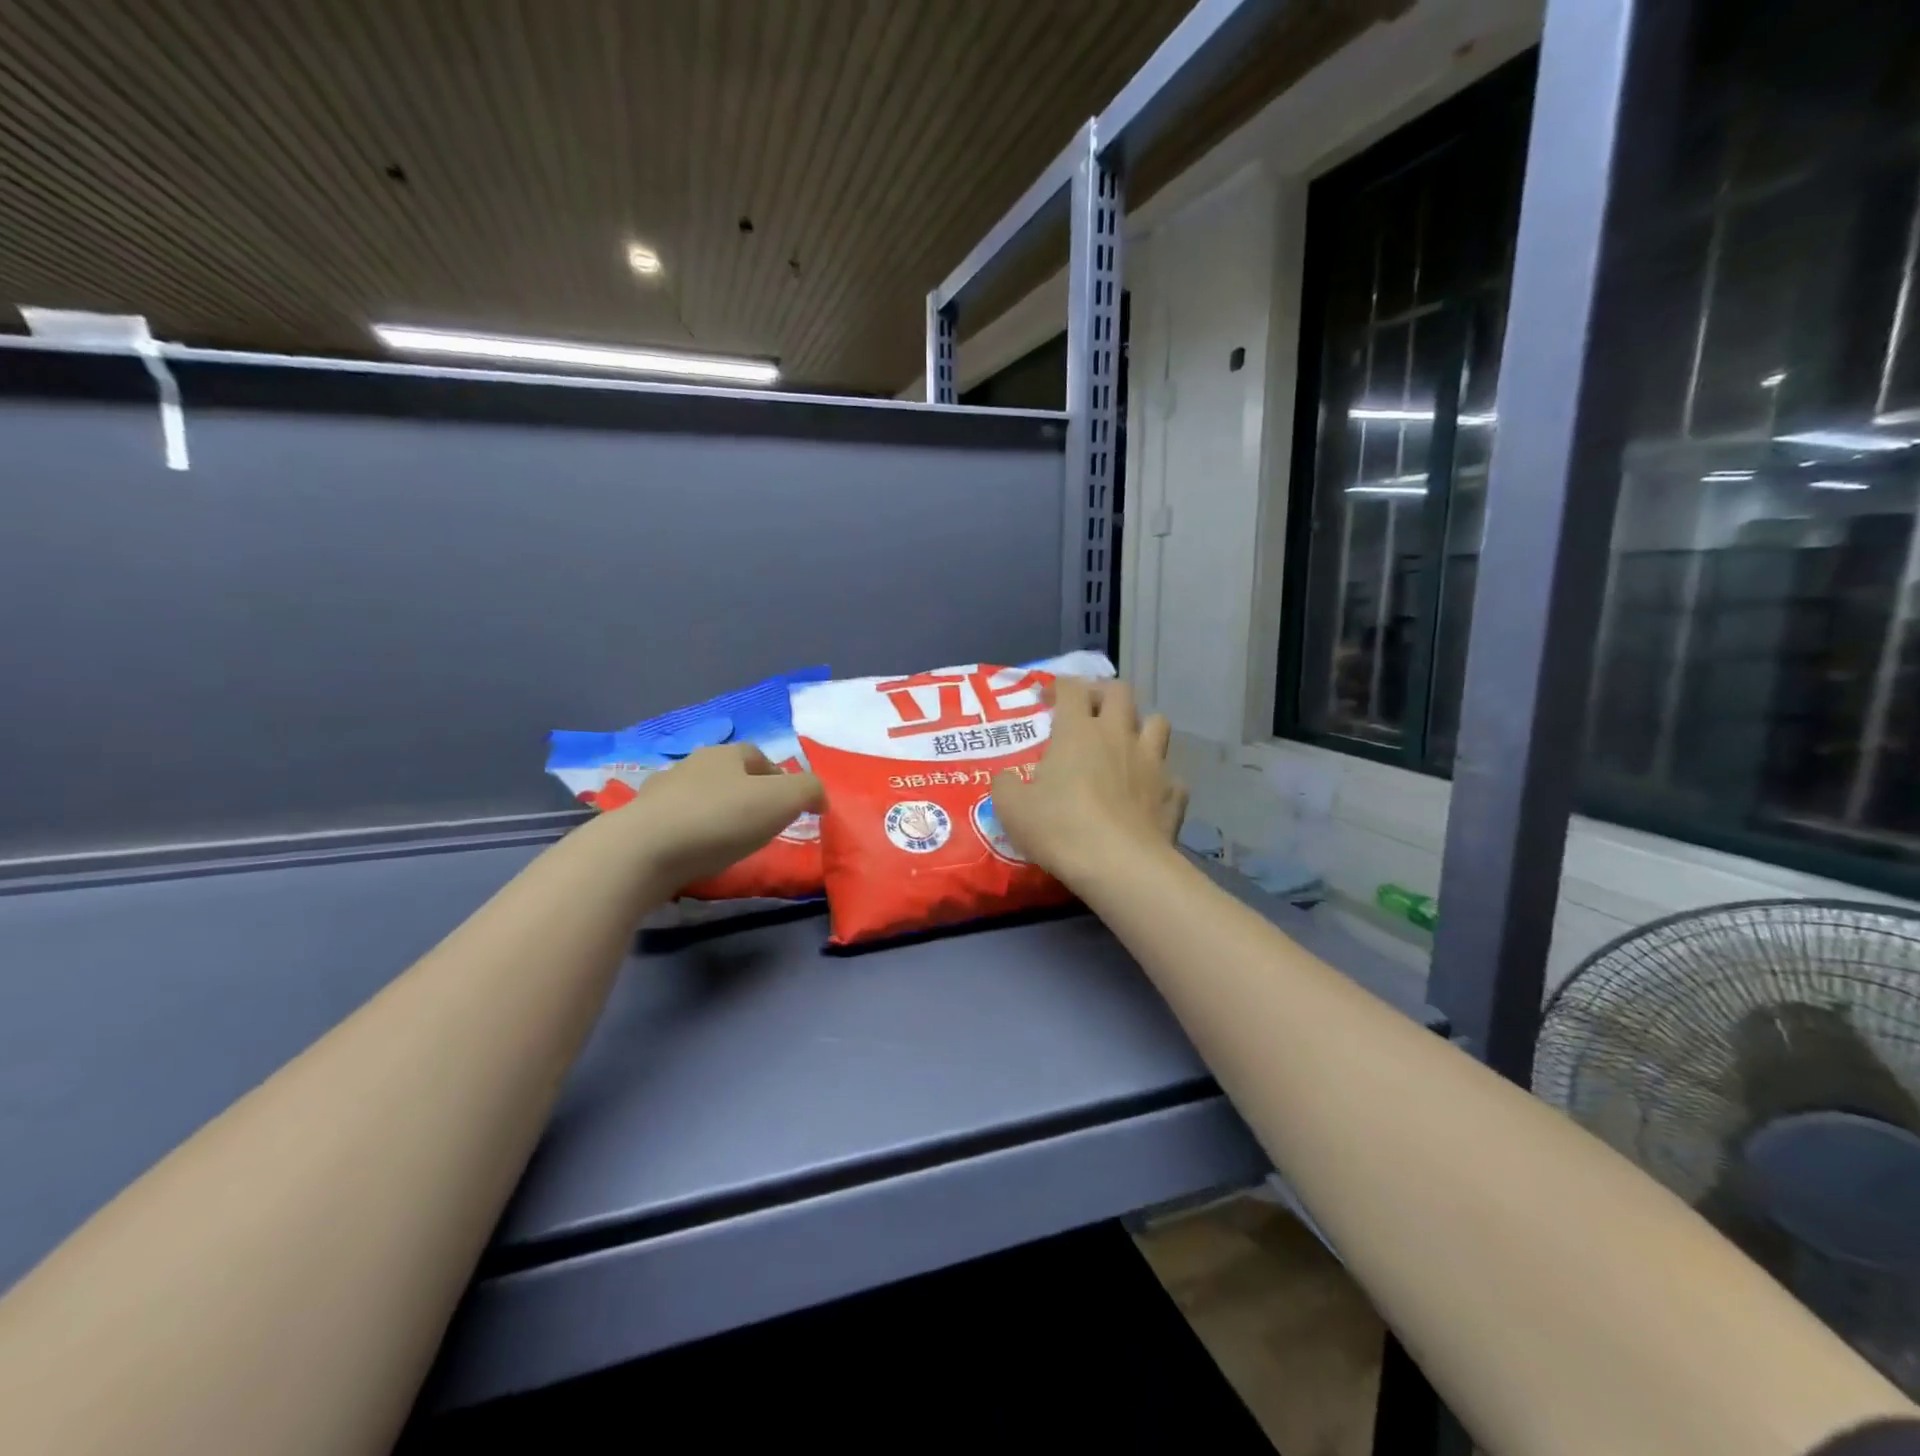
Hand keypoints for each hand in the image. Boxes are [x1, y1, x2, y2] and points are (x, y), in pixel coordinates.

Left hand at [617, 743, 823, 890]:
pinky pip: (674, 823)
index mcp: (725, 755)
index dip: (777, 776)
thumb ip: (809, 791)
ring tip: (727, 841)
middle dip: (744, 793)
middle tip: (761, 823)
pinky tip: (695, 853)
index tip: (789, 804)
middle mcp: (690, 765)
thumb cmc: (720, 819)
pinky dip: (689, 833)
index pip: (757, 756)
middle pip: (726, 774)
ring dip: (714, 812)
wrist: (643, 851)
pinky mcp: (639, 823)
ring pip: (697, 797)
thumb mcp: (782, 801)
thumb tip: (819, 797)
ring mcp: (659, 793)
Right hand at [991, 677, 1186, 891]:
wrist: (1120, 865)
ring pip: (1158, 723)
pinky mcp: (1173, 793)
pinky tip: (1148, 794)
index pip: (1071, 689)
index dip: (1058, 687)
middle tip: (1089, 711)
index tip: (1047, 700)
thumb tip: (1005, 777)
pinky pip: (1172, 776)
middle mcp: (1119, 736)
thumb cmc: (1060, 828)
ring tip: (1126, 744)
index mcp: (1078, 732)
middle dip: (1103, 694)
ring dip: (1141, 726)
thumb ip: (1005, 785)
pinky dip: (1160, 780)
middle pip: (1120, 691)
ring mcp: (1152, 763)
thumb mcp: (1012, 809)